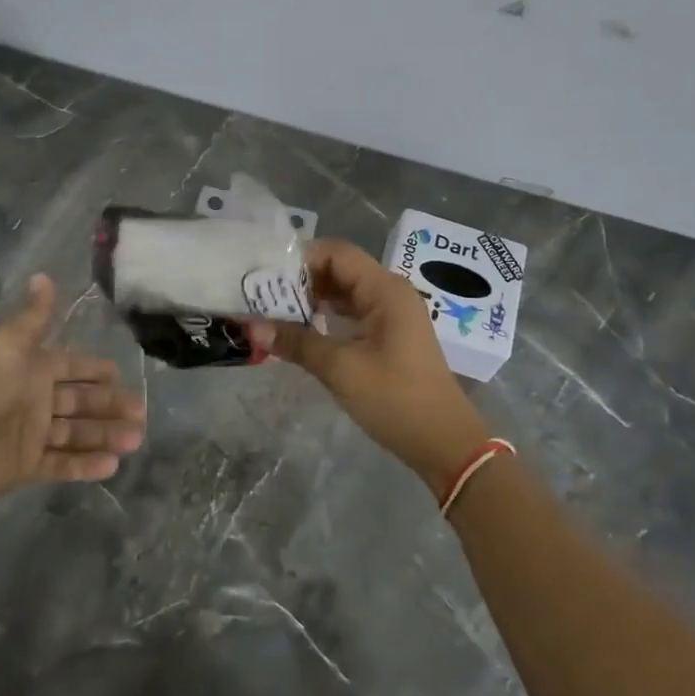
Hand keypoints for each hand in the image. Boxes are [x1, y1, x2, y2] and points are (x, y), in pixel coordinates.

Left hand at [0, 274, 145, 511]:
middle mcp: (35, 400)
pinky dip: (85, 466)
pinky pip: (61, 465)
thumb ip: (33, 317)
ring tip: (136, 440)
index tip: (120, 374)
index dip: (94, 370)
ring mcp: (31, 435)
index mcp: (32, 370)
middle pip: (81, 402)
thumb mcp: (9, 344)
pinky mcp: (25, 467)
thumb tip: (43, 275)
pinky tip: (112, 466)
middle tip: (141, 414)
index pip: (72, 367)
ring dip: (106, 436)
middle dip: (110, 406)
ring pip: (77, 434)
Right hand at [247, 239, 486, 490]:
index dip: (300, 259)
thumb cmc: (396, 399)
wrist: (444, 443)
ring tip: (272, 312)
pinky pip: (351, 313)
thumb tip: (250, 326)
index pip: (336, 252)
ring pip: (343, 292)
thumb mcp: (341, 369)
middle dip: (300, 280)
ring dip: (310, 299)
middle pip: (338, 269)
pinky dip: (325, 316)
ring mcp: (390, 314)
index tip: (265, 276)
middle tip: (261, 295)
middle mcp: (389, 293)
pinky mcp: (388, 335)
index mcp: (384, 289)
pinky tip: (299, 331)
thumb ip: (296, 342)